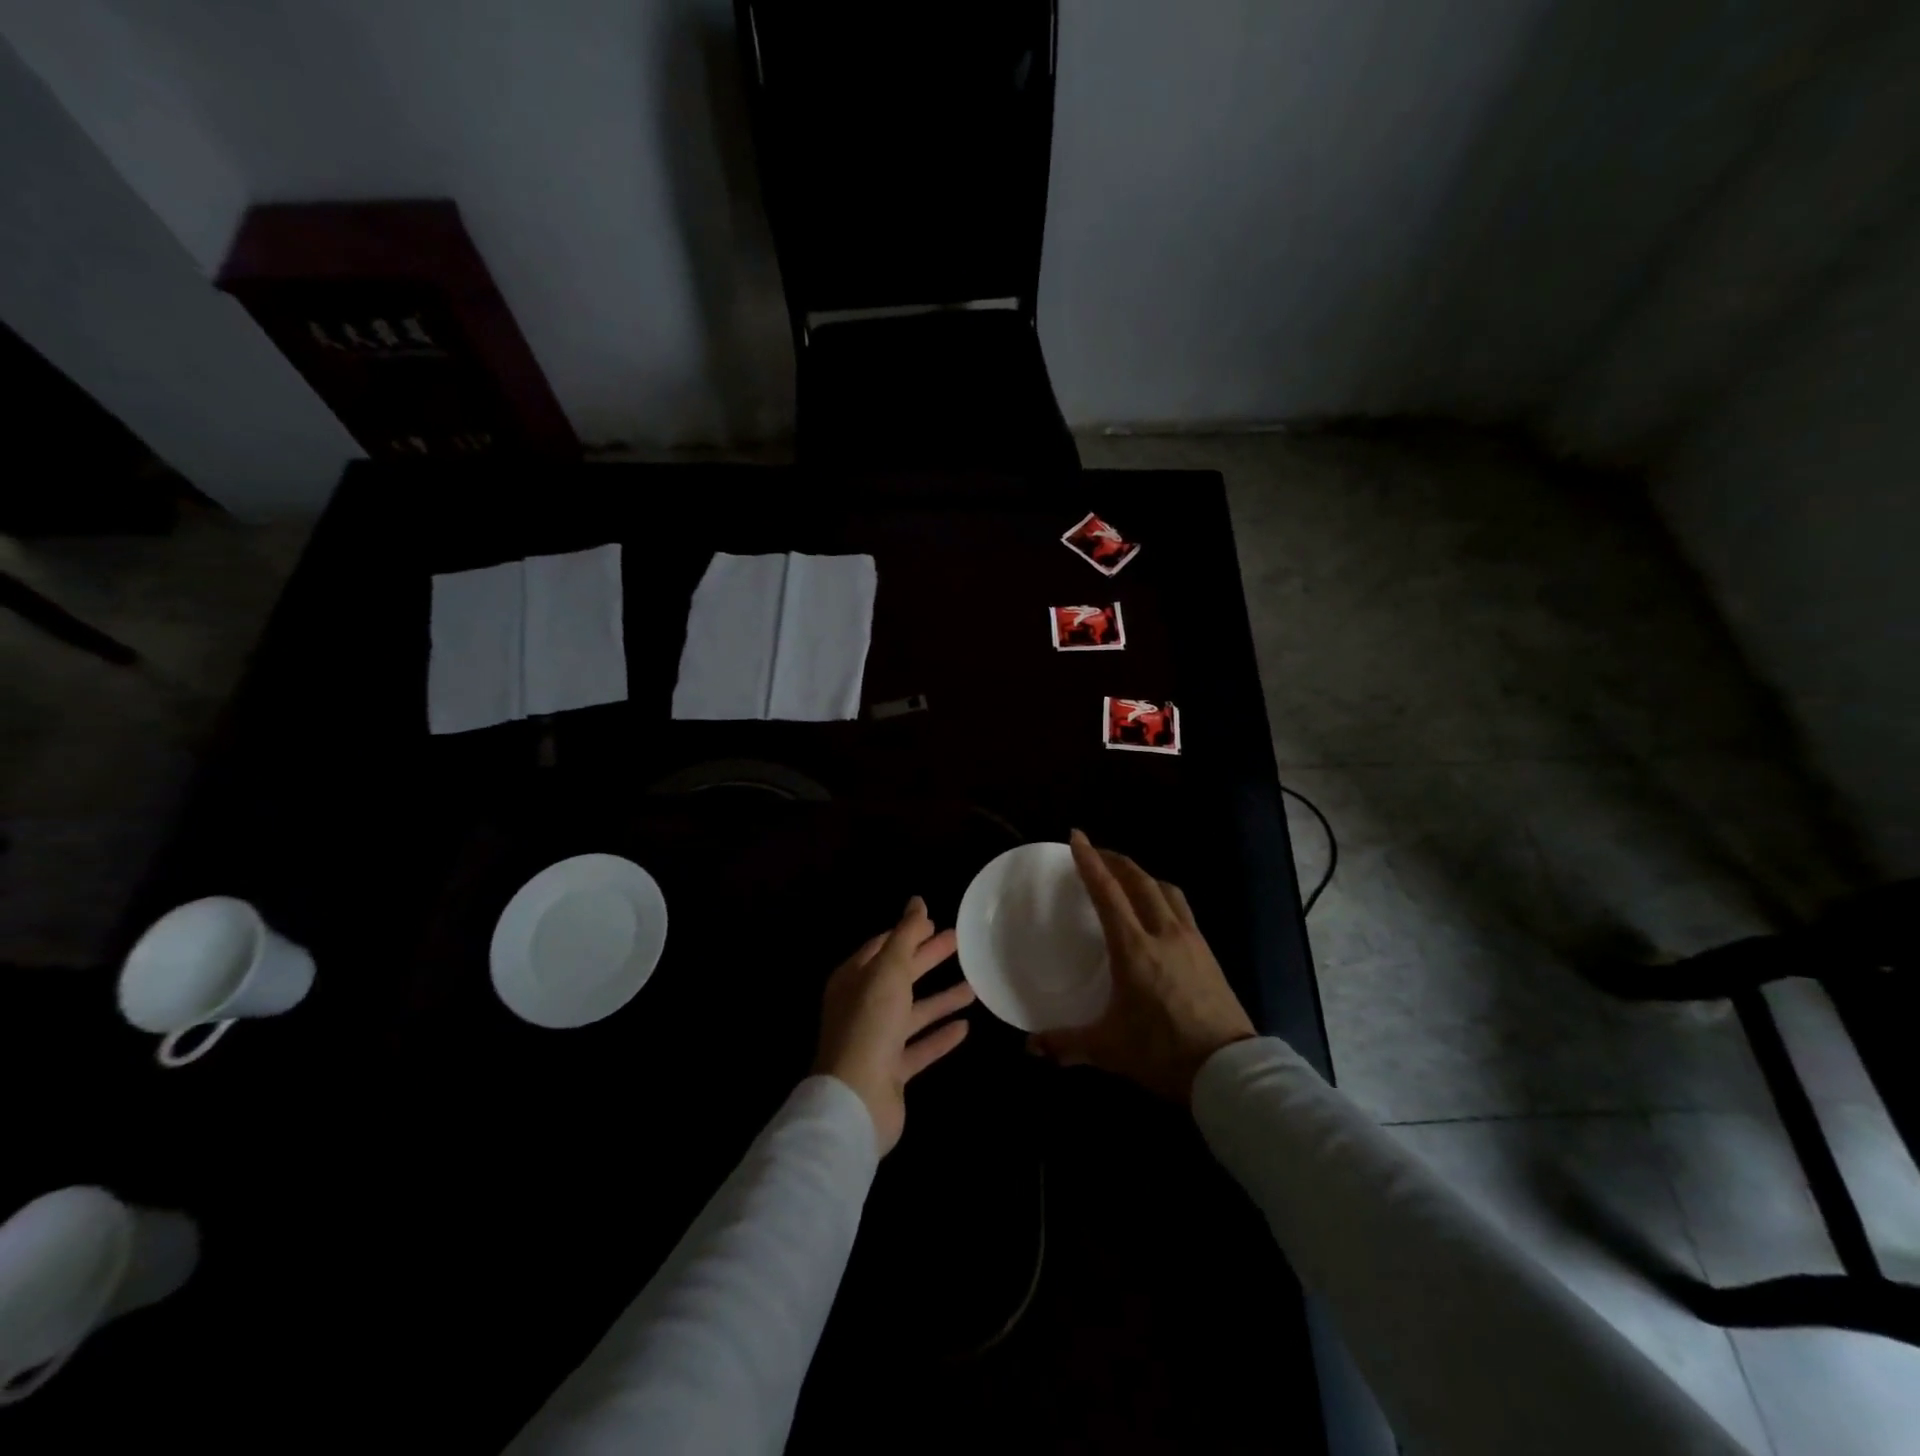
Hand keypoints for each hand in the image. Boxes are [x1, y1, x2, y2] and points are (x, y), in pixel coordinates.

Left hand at [814, 897, 974, 1154]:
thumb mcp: (889, 970)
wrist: (857, 1098)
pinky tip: (965, 1027)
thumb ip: (905, 935)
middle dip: (927, 958)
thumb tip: (917, 900)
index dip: (907, 933)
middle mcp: (862, 1007)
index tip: (933, 921)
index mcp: (854, 979)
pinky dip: (940, 1036)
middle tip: (959, 942)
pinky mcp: (892, 1071)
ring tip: (973, 986)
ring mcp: (876, 1040)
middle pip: (900, 976)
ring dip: (940, 999)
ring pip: (913, 1012)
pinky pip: (920, 1047)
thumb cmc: (870, 1023)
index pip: (882, 947)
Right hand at [1029, 830, 1255, 1103]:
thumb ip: (1066, 1043)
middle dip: (1115, 860)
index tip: (1076, 837)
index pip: (1107, 892)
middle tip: (1096, 853)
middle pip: (1139, 880)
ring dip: (1142, 875)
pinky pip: (1181, 908)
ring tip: (1126, 877)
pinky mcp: (1208, 952)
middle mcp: (1163, 933)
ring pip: (1165, 889)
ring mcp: (1190, 940)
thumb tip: (1030, 1047)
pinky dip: (1163, 895)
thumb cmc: (1163, 1052)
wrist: (1229, 1071)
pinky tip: (1158, 911)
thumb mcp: (1109, 1049)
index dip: (1089, 861)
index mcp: (1134, 948)